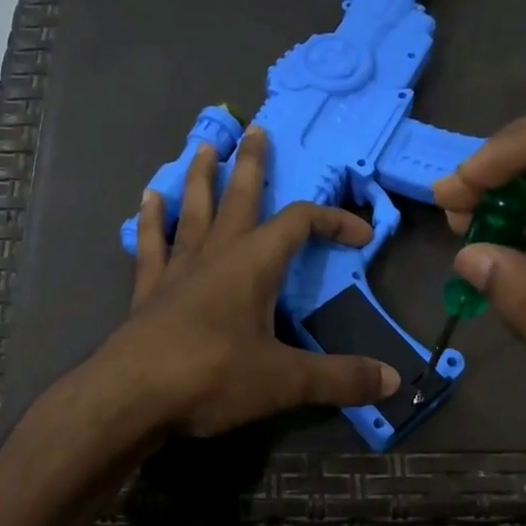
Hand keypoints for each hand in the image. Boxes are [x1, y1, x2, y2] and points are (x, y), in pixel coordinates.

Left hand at [98, 125, 399, 436]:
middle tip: (256, 128)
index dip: (333, 220)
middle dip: (252, 164)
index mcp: (253, 265)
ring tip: (205, 148)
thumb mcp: (285, 381)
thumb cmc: (212, 377)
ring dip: (202, 178)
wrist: (132, 397)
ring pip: (193, 211)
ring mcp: (177, 270)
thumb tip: (393, 382)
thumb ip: (340, 378)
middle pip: (239, 198)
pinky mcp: (148, 291)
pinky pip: (153, 244)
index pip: (300, 224)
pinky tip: (149, 198)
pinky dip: (153, 220)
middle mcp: (215, 255)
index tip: (361, 234)